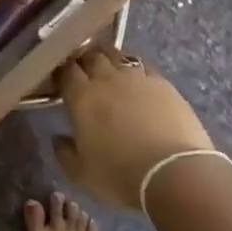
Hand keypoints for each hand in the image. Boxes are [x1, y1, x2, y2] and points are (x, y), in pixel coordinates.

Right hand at [55, 46, 213, 209]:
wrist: (173, 173)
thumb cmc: (120, 175)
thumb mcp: (81, 174)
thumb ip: (64, 153)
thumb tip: (58, 137)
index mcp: (82, 98)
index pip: (65, 72)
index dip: (60, 73)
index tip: (59, 81)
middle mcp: (107, 79)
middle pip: (90, 56)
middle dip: (83, 61)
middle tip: (82, 72)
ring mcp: (137, 78)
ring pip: (117, 55)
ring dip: (107, 58)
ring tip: (107, 68)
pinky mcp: (163, 83)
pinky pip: (142, 65)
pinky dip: (134, 67)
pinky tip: (136, 77)